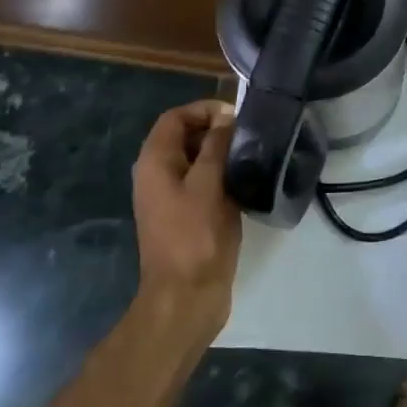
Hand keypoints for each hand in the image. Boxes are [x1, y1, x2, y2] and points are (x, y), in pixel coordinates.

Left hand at [131, 101, 240, 343]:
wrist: (187, 297)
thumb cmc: (196, 236)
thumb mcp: (209, 184)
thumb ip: (216, 145)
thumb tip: (225, 118)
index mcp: (155, 162)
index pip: (175, 118)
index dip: (204, 109)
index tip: (236, 117)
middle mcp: (156, 176)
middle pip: (183, 137)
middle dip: (214, 130)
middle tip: (249, 136)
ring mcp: (170, 198)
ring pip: (195, 161)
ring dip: (220, 154)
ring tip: (251, 156)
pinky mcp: (185, 217)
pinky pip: (201, 183)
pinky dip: (221, 176)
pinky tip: (245, 183)